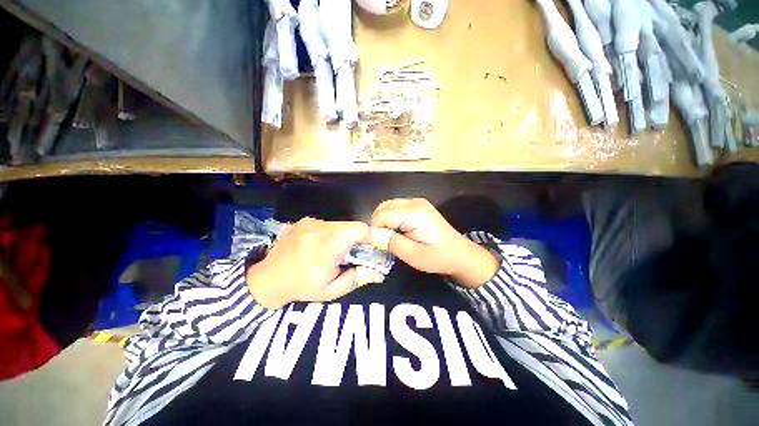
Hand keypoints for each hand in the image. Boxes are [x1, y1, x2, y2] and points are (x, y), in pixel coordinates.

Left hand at [246, 218, 384, 308]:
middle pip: (351, 225)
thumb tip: (380, 273)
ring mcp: (310, 222)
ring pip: (340, 224)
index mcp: (328, 245)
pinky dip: (331, 233)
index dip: (370, 236)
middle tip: (353, 254)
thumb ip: (358, 278)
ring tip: (334, 252)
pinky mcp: (305, 220)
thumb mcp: (331, 290)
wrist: (266, 279)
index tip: (372, 248)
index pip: (359, 229)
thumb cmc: (301, 287)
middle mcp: (320, 228)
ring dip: (344, 236)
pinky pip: (327, 224)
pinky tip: (320, 246)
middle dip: (358, 238)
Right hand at [370, 198, 500, 288]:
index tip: (379, 245)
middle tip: (383, 242)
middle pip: (383, 207)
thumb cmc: (439, 257)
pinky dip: (390, 219)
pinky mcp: (418, 205)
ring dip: (383, 221)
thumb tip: (372, 235)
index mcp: (415, 213)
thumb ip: (392, 243)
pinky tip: (397, 232)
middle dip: (378, 224)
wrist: (460, 254)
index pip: (382, 215)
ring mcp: (417, 202)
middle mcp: (414, 202)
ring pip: (387, 206)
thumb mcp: (414, 255)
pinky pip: (395, 208)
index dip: (376, 230)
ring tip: (390, 238)